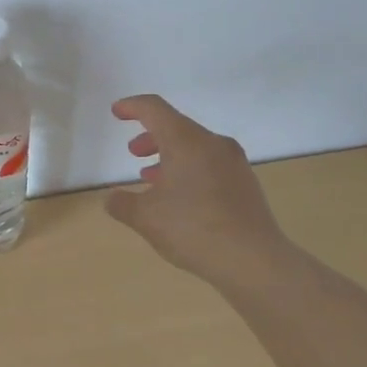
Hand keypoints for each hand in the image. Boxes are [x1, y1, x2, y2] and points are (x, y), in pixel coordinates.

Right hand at [106, 95, 292, 289]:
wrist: (254, 260)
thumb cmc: (193, 229)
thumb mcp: (146, 218)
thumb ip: (122, 203)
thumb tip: (112, 198)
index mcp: (186, 141)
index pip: (155, 109)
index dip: (132, 106)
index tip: (117, 111)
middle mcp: (213, 144)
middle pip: (177, 127)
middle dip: (151, 137)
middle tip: (134, 152)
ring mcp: (234, 163)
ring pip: (195, 147)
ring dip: (170, 156)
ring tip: (153, 179)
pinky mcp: (246, 183)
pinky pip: (211, 165)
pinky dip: (190, 171)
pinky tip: (181, 198)